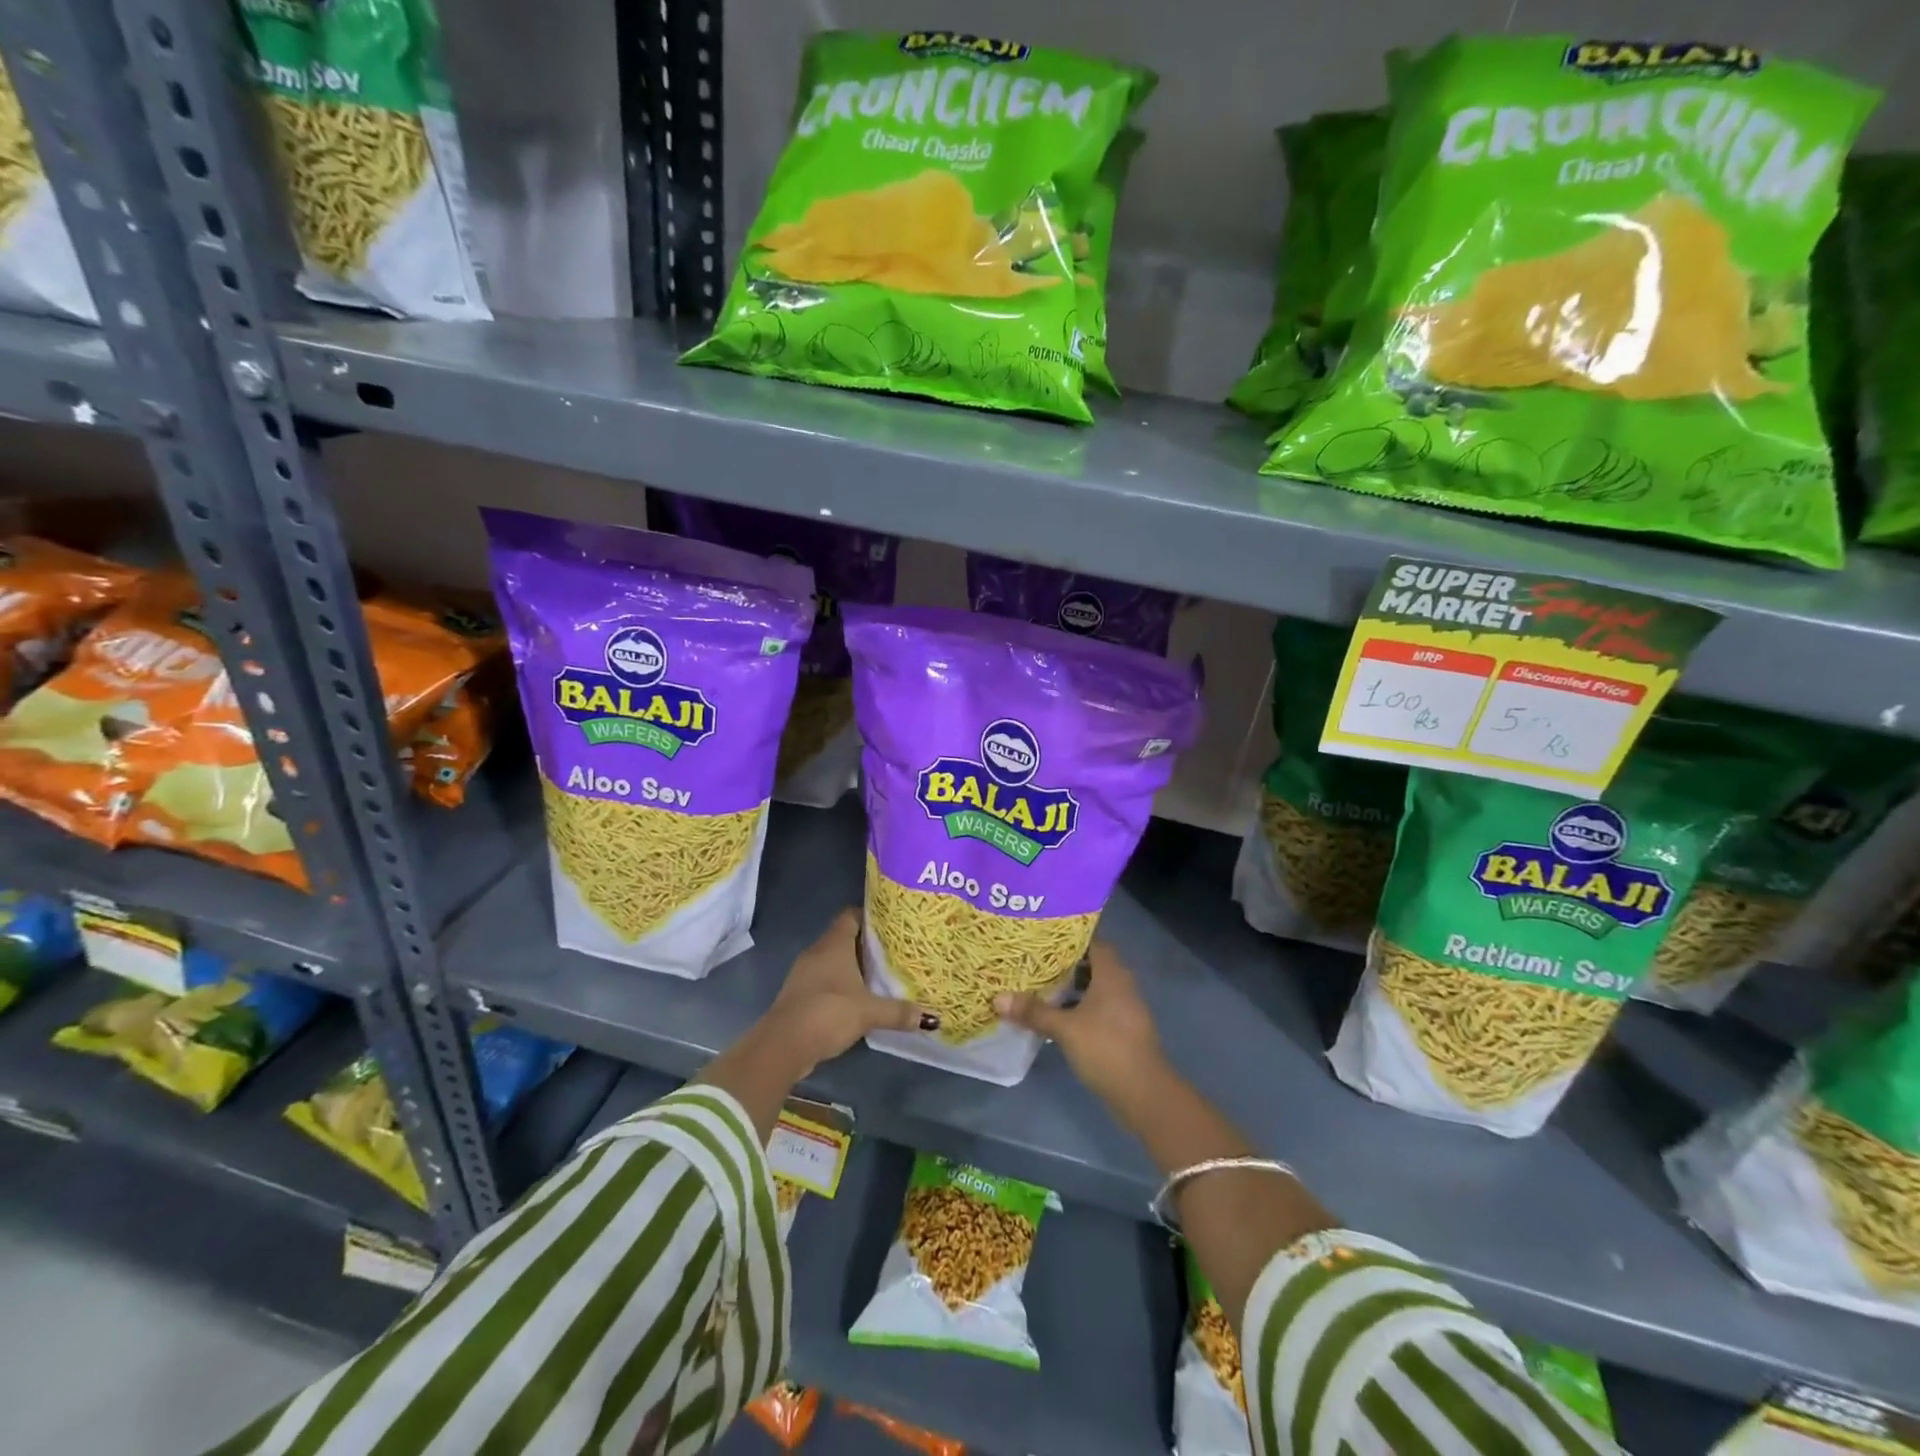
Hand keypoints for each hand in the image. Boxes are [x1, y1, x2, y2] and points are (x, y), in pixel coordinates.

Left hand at [760, 909, 939, 1076]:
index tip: (891, 924)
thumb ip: (899, 1012)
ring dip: (852, 967)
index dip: (870, 916)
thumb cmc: (828, 1013)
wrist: (783, 1046)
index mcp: (834, 944)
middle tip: (894, 951)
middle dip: (866, 944)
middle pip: (844, 938)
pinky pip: (824, 980)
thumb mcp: (869, 1012)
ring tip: (880, 974)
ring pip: (833, 960)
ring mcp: (804, 973)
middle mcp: (817, 952)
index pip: (851, 916)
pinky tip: (858, 998)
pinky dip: (840, 985)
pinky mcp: (799, 994)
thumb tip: (931, 1018)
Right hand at [994, 942, 1163, 1105]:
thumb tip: (998, 998)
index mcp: (1112, 974)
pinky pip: (1099, 1005)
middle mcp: (1122, 984)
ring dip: (1073, 985)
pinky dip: (1080, 1005)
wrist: (1145, 1093)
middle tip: (1036, 959)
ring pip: (1096, 986)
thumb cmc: (1106, 1048)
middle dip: (1067, 961)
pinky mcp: (1123, 1028)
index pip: (1093, 942)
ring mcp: (1125, 1008)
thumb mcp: (1065, 1029)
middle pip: (1093, 963)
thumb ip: (1034, 1012)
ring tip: (1041, 983)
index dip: (1071, 937)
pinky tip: (1058, 1014)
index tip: (1045, 935)